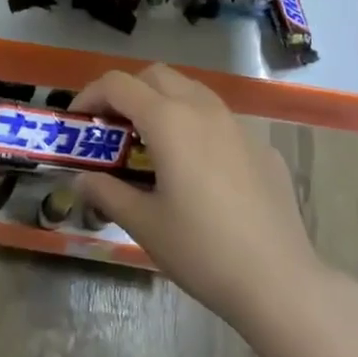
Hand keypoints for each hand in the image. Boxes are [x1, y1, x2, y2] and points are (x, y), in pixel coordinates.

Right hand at [71, 65, 336, 330]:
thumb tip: (82, 180)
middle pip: (156, 76)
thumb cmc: (201, 250)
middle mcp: (204, 110)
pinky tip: (197, 172)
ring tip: (151, 145)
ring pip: (192, 92)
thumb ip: (107, 193)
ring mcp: (238, 126)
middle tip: (113, 129)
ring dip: (163, 103)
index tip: (79, 123)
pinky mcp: (261, 148)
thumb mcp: (143, 224)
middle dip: (127, 92)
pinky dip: (196, 128)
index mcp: (169, 121)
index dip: (90, 96)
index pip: (118, 85)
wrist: (279, 280)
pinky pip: (220, 121)